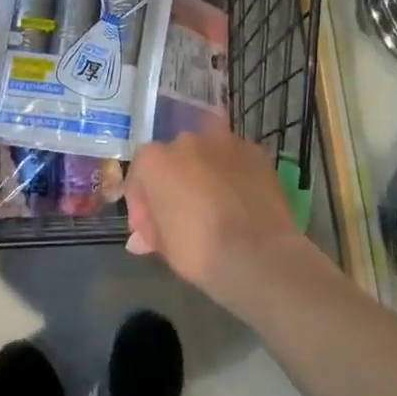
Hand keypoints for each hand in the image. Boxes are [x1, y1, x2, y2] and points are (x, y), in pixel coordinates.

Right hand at [124, 132, 307, 305]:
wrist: (257, 255)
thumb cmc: (198, 250)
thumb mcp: (162, 245)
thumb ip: (150, 230)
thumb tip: (141, 238)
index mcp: (154, 160)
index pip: (139, 175)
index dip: (142, 203)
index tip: (149, 229)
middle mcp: (186, 141)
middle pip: (173, 159)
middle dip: (173, 182)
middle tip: (181, 213)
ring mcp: (224, 142)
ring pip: (206, 153)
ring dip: (204, 171)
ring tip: (212, 201)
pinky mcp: (255, 152)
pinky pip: (234, 159)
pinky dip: (232, 173)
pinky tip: (238, 198)